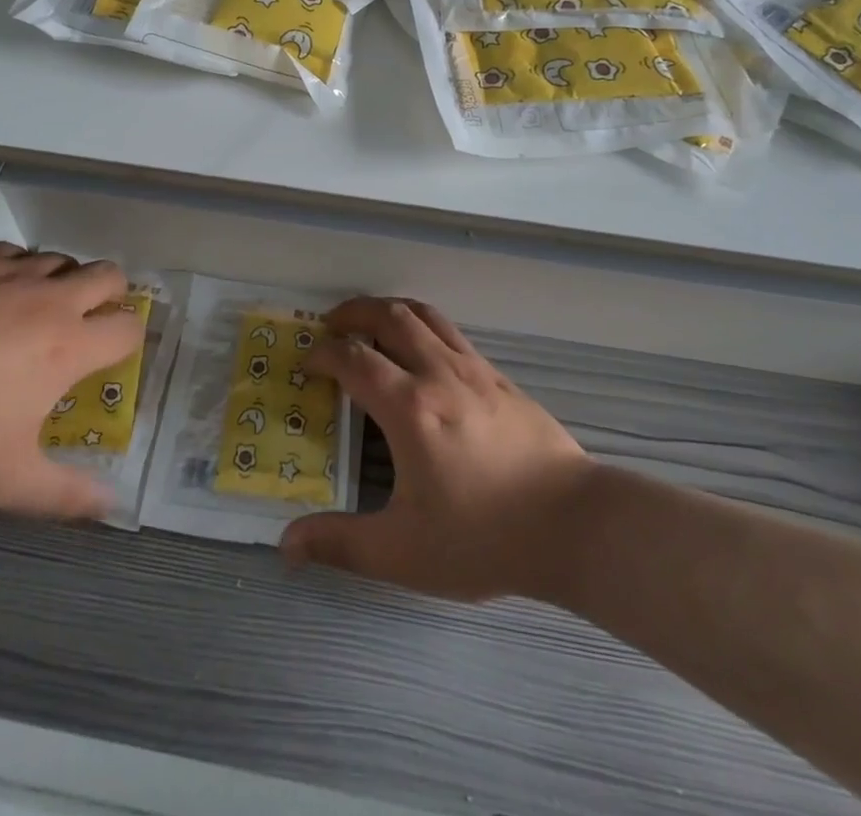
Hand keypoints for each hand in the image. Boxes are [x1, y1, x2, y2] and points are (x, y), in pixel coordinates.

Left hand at [0, 242, 142, 518]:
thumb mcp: (6, 481)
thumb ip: (66, 494)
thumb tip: (111, 505)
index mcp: (69, 346)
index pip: (128, 327)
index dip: (128, 340)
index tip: (110, 356)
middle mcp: (49, 298)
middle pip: (109, 274)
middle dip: (111, 293)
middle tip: (86, 319)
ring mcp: (7, 269)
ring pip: (58, 259)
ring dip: (59, 280)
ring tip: (32, 308)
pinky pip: (9, 250)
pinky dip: (12, 267)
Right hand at [281, 298, 596, 601]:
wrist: (574, 525)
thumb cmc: (484, 537)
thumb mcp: (404, 552)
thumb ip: (341, 545)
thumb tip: (286, 544)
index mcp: (408, 407)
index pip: (352, 359)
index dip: (322, 354)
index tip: (307, 365)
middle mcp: (437, 373)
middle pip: (389, 316)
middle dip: (353, 312)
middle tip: (331, 325)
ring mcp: (473, 369)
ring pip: (424, 314)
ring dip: (389, 309)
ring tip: (370, 322)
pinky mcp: (499, 377)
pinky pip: (451, 332)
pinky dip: (423, 325)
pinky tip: (422, 352)